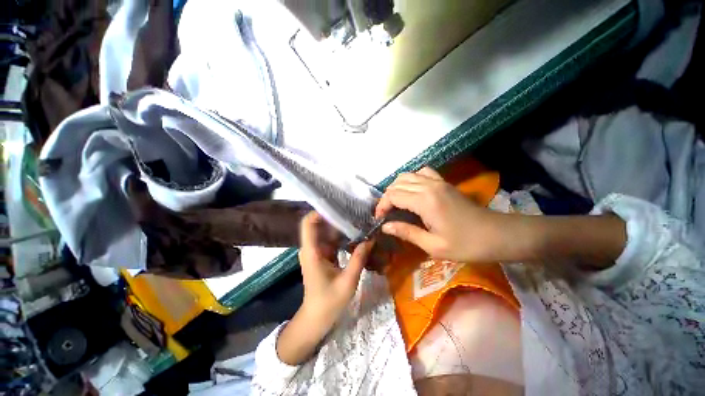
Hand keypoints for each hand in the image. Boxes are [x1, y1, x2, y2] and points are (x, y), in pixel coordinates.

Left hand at [298, 212, 373, 325]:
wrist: (316, 319)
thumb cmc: (329, 303)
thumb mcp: (348, 281)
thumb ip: (358, 259)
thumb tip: (370, 239)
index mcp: (312, 252)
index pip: (308, 223)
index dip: (320, 212)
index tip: (338, 207)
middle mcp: (311, 248)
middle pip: (319, 225)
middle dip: (336, 218)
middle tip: (355, 213)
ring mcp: (316, 252)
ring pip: (326, 232)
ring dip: (340, 227)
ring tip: (357, 220)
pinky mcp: (321, 256)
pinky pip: (330, 241)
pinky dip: (341, 236)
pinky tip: (354, 234)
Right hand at [376, 167, 507, 262]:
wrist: (498, 235)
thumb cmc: (466, 245)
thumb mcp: (433, 246)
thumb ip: (407, 232)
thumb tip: (385, 227)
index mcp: (425, 201)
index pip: (393, 195)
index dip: (382, 206)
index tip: (379, 219)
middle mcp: (429, 186)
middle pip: (397, 184)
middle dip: (387, 197)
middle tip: (386, 213)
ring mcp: (438, 181)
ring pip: (407, 175)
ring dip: (397, 187)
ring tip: (396, 202)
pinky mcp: (444, 182)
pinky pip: (422, 172)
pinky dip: (412, 179)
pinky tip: (413, 191)